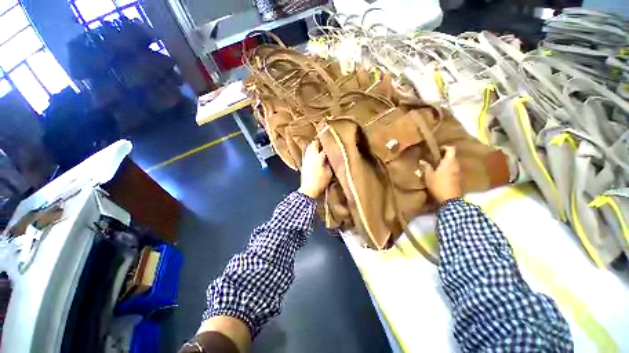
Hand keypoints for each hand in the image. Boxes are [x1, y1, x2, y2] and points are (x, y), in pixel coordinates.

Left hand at [298, 140, 331, 198]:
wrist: (308, 190)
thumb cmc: (320, 182)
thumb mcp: (329, 173)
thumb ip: (330, 163)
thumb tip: (330, 158)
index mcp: (318, 157)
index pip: (324, 148)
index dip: (329, 146)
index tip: (333, 146)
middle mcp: (311, 155)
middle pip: (314, 144)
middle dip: (320, 142)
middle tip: (325, 143)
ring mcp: (306, 159)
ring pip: (309, 147)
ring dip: (314, 145)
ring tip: (319, 147)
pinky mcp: (303, 162)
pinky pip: (306, 152)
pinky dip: (310, 151)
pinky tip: (314, 153)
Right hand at [420, 146, 462, 202]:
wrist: (450, 199)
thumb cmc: (438, 184)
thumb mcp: (428, 175)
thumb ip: (426, 167)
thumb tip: (422, 160)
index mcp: (449, 161)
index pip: (451, 149)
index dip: (444, 147)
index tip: (437, 150)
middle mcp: (456, 165)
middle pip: (452, 156)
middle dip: (444, 156)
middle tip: (434, 159)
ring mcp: (459, 172)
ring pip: (453, 164)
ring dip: (446, 164)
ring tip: (436, 167)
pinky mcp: (459, 179)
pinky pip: (453, 170)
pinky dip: (448, 170)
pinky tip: (440, 175)